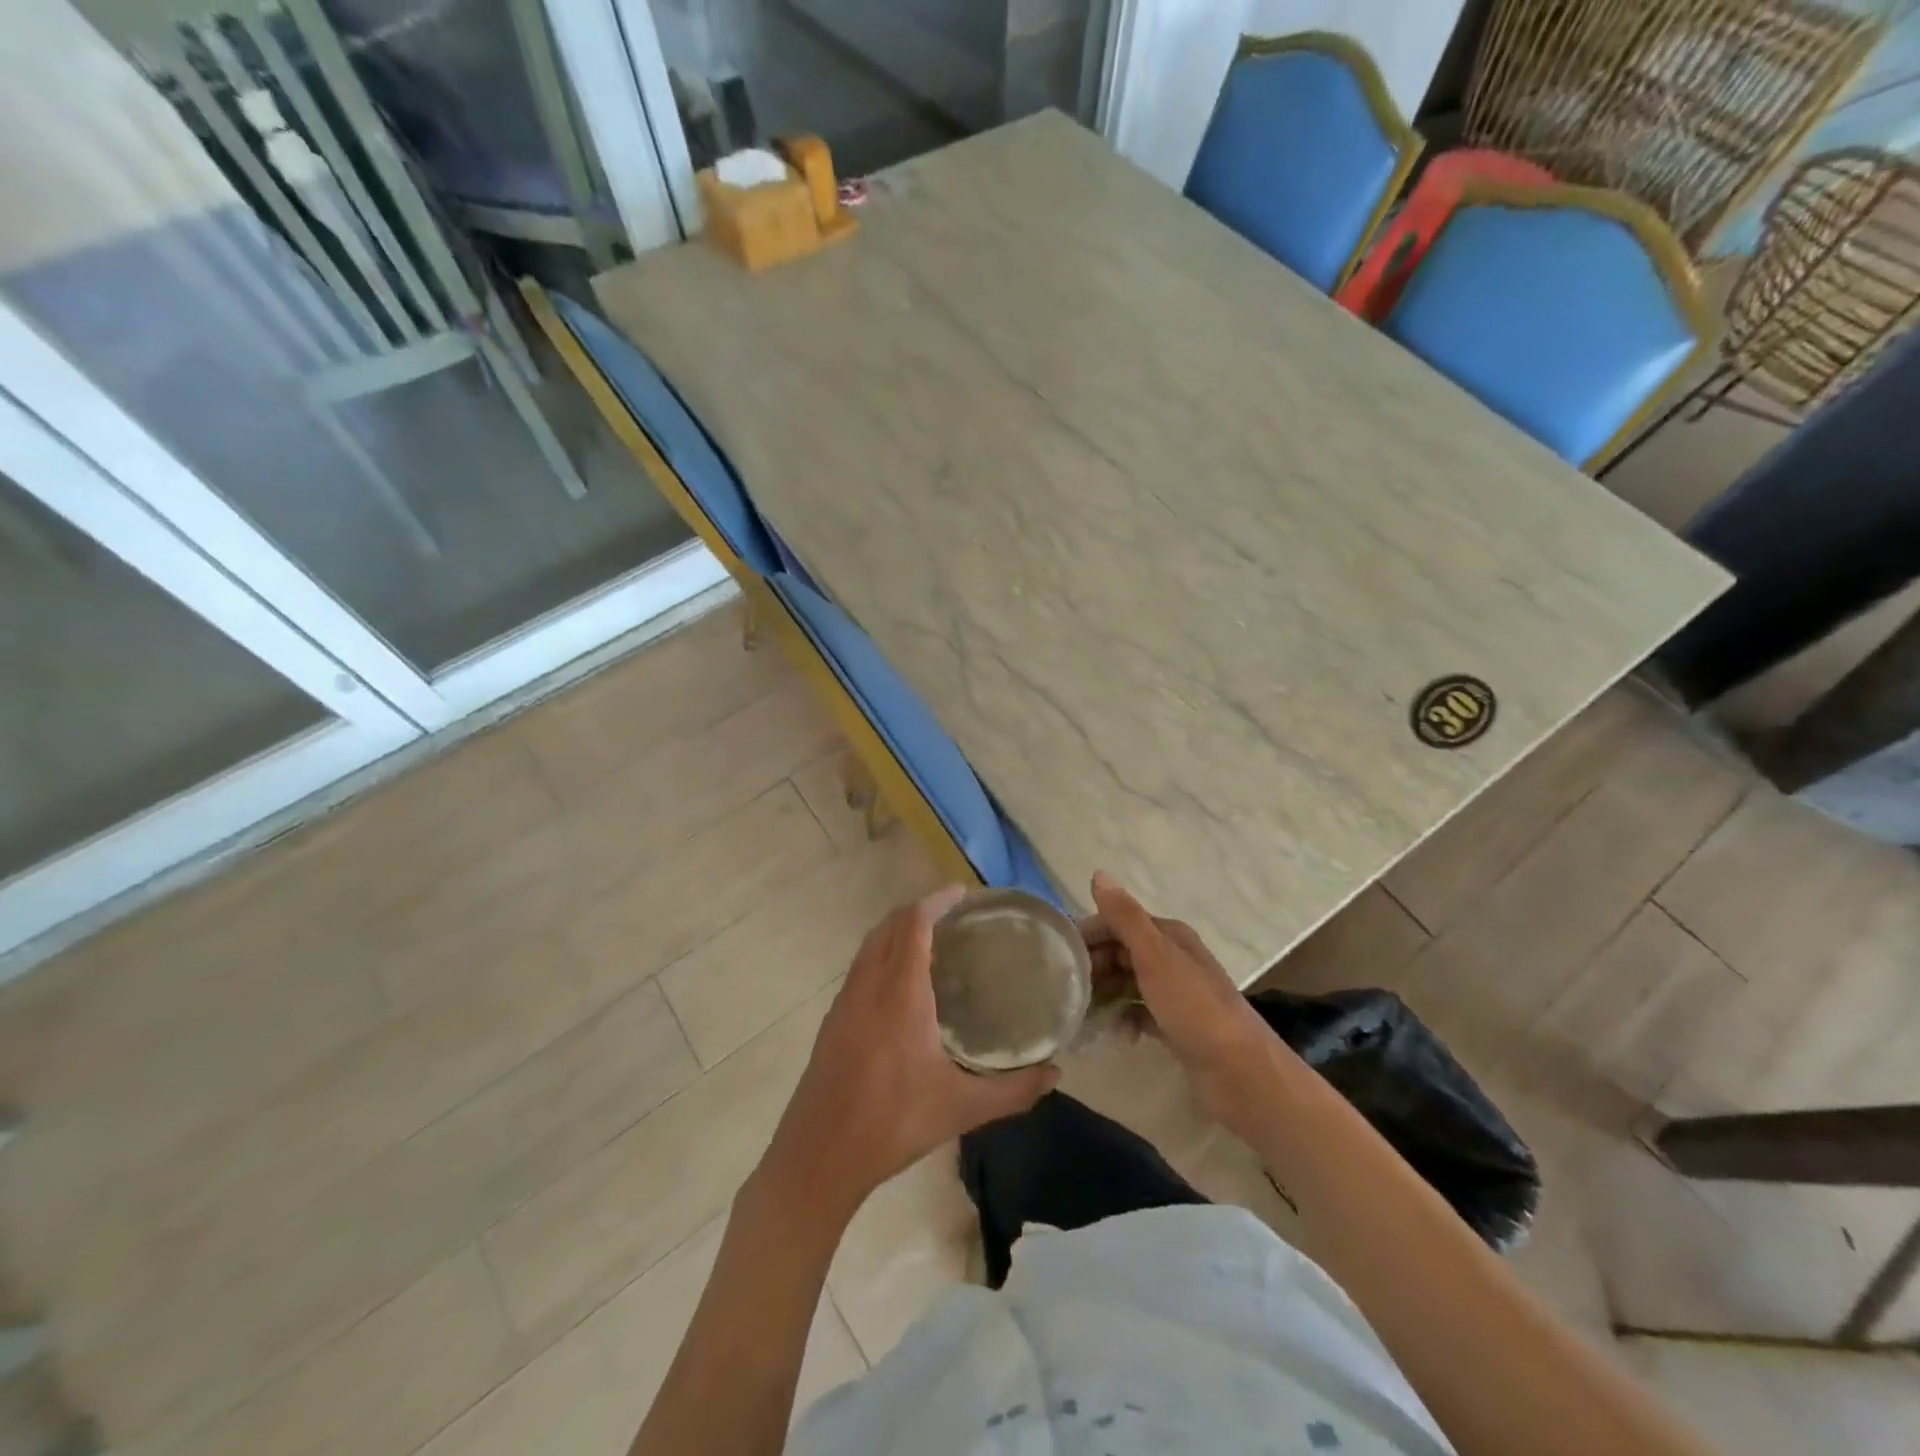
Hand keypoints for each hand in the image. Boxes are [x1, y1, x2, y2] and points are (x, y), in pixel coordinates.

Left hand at [760, 885, 1059, 1216]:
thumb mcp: (962, 1109)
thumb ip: (1014, 1090)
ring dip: (898, 929)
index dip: (937, 901)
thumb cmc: (893, 1123)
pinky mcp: (833, 1019)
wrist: (819, 1156)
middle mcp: (869, 985)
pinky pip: (860, 966)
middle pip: (890, 925)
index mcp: (900, 994)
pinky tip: (901, 984)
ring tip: (933, 941)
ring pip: (870, 944)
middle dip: (921, 910)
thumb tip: (1055, 1074)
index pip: (914, 924)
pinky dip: (882, 953)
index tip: (963, 894)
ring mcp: (845, 1001)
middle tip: (956, 915)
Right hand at [1083, 872, 1289, 1143]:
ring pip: (1127, 984)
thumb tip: (1097, 873)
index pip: (1117, 922)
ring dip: (1104, 995)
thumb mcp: (1155, 957)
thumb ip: (1125, 917)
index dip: (1088, 935)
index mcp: (1169, 936)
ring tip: (1080, 1014)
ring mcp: (1175, 994)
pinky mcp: (1175, 1026)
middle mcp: (1172, 958)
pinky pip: (1138, 1014)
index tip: (1057, 956)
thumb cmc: (1194, 1008)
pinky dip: (1123, 1020)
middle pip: (1120, 953)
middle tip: (1065, 990)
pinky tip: (1113, 1035)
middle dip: (1092, 967)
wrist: (1241, 1073)